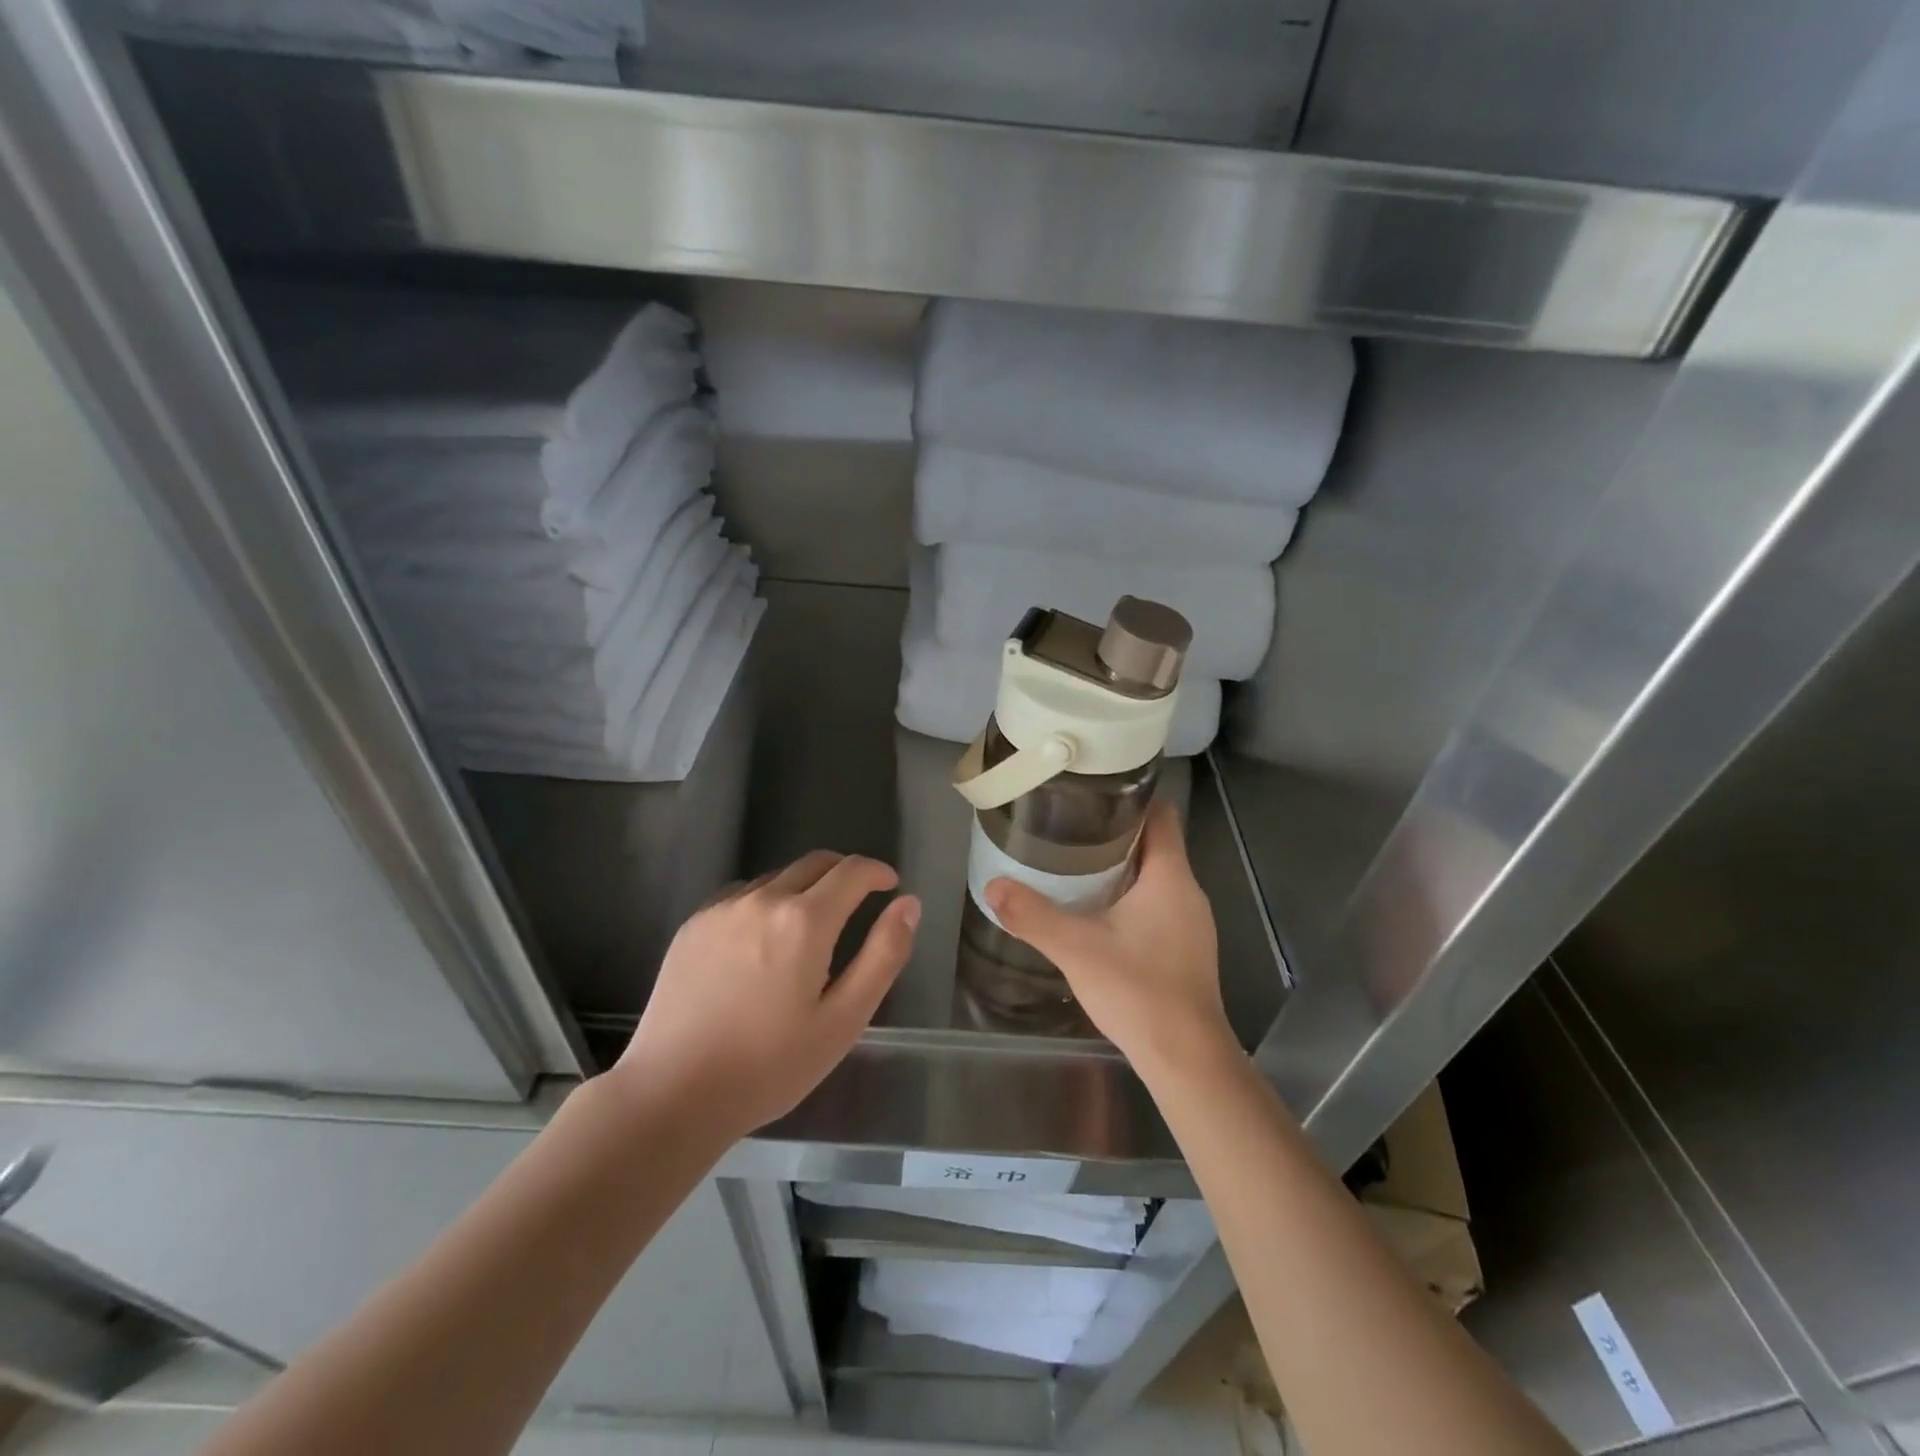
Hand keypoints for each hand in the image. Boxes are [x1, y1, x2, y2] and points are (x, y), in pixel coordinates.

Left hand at [614, 851, 918, 1137]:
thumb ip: (883, 955)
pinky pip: (742, 895)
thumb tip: (908, 904)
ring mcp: (722, 909)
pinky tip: (762, 940)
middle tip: (858, 901)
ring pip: (777, 878)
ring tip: (810, 928)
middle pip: (815, 863)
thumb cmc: (770, 1065)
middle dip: (844, 873)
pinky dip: (766, 902)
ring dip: (804, 888)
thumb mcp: (843, 1020)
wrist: (672, 1094)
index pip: (852, 871)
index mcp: (804, 920)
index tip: (890, 886)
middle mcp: (763, 899)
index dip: (877, 872)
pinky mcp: (693, 925)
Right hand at [985, 801, 1233, 1081]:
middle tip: (1069, 829)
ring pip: (1156, 876)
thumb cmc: (1138, 991)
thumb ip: (1032, 915)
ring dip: (1122, 867)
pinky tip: (1098, 914)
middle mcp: (1188, 892)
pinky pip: (1158, 904)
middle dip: (1115, 833)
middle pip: (1155, 844)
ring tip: (1075, 866)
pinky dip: (1131, 898)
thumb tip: (992, 886)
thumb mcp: (1076, 949)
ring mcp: (1191, 923)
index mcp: (1170, 877)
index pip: (1161, 815)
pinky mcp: (1186, 948)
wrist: (1186, 1059)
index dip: (1131, 799)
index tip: (1092, 795)